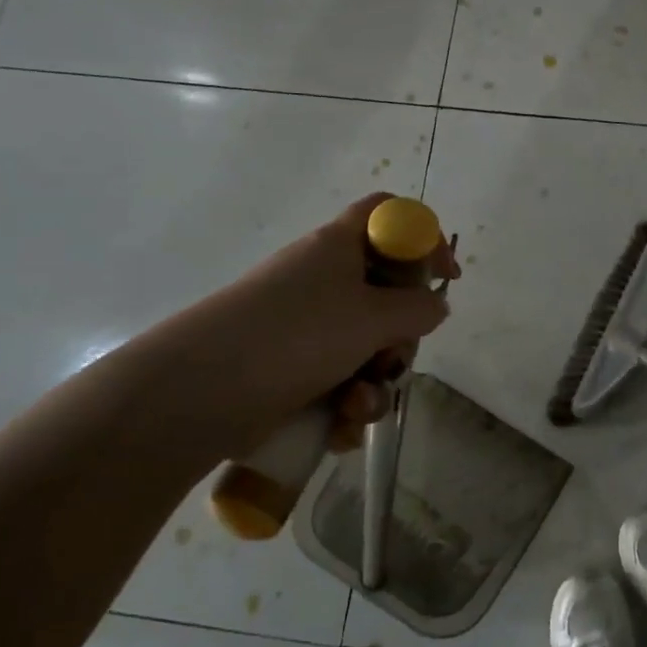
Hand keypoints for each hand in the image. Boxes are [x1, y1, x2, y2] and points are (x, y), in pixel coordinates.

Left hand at [107, 195, 459, 467]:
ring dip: (374, 383)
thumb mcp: (373, 316)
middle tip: (392, 357)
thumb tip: (435, 305)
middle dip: (400, 337)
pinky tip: (337, 430)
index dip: (423, 238)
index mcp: (339, 247)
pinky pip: (337, 381)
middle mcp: (322, 280)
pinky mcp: (289, 369)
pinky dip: (345, 407)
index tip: (446, 278)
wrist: (200, 391)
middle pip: (385, 293)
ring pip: (364, 348)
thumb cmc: (297, 335)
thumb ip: (418, 309)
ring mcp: (304, 327)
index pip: (389, 216)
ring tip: (355, 407)